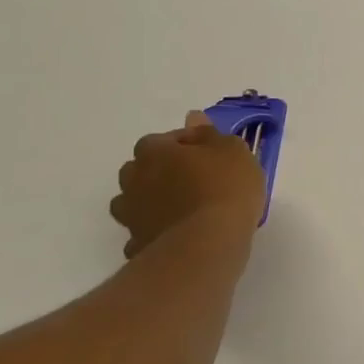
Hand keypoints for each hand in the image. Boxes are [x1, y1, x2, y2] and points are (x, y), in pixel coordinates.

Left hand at [111, 112, 266, 259]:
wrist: (208, 243)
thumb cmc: (225, 187)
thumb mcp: (232, 150)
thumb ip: (209, 134)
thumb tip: (193, 118)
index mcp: (154, 152)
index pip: (160, 139)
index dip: (183, 144)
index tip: (206, 153)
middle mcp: (134, 181)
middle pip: (139, 169)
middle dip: (159, 171)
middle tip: (192, 178)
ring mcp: (131, 215)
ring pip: (133, 202)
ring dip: (150, 201)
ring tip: (182, 208)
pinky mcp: (136, 246)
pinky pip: (142, 232)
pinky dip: (154, 231)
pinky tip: (176, 235)